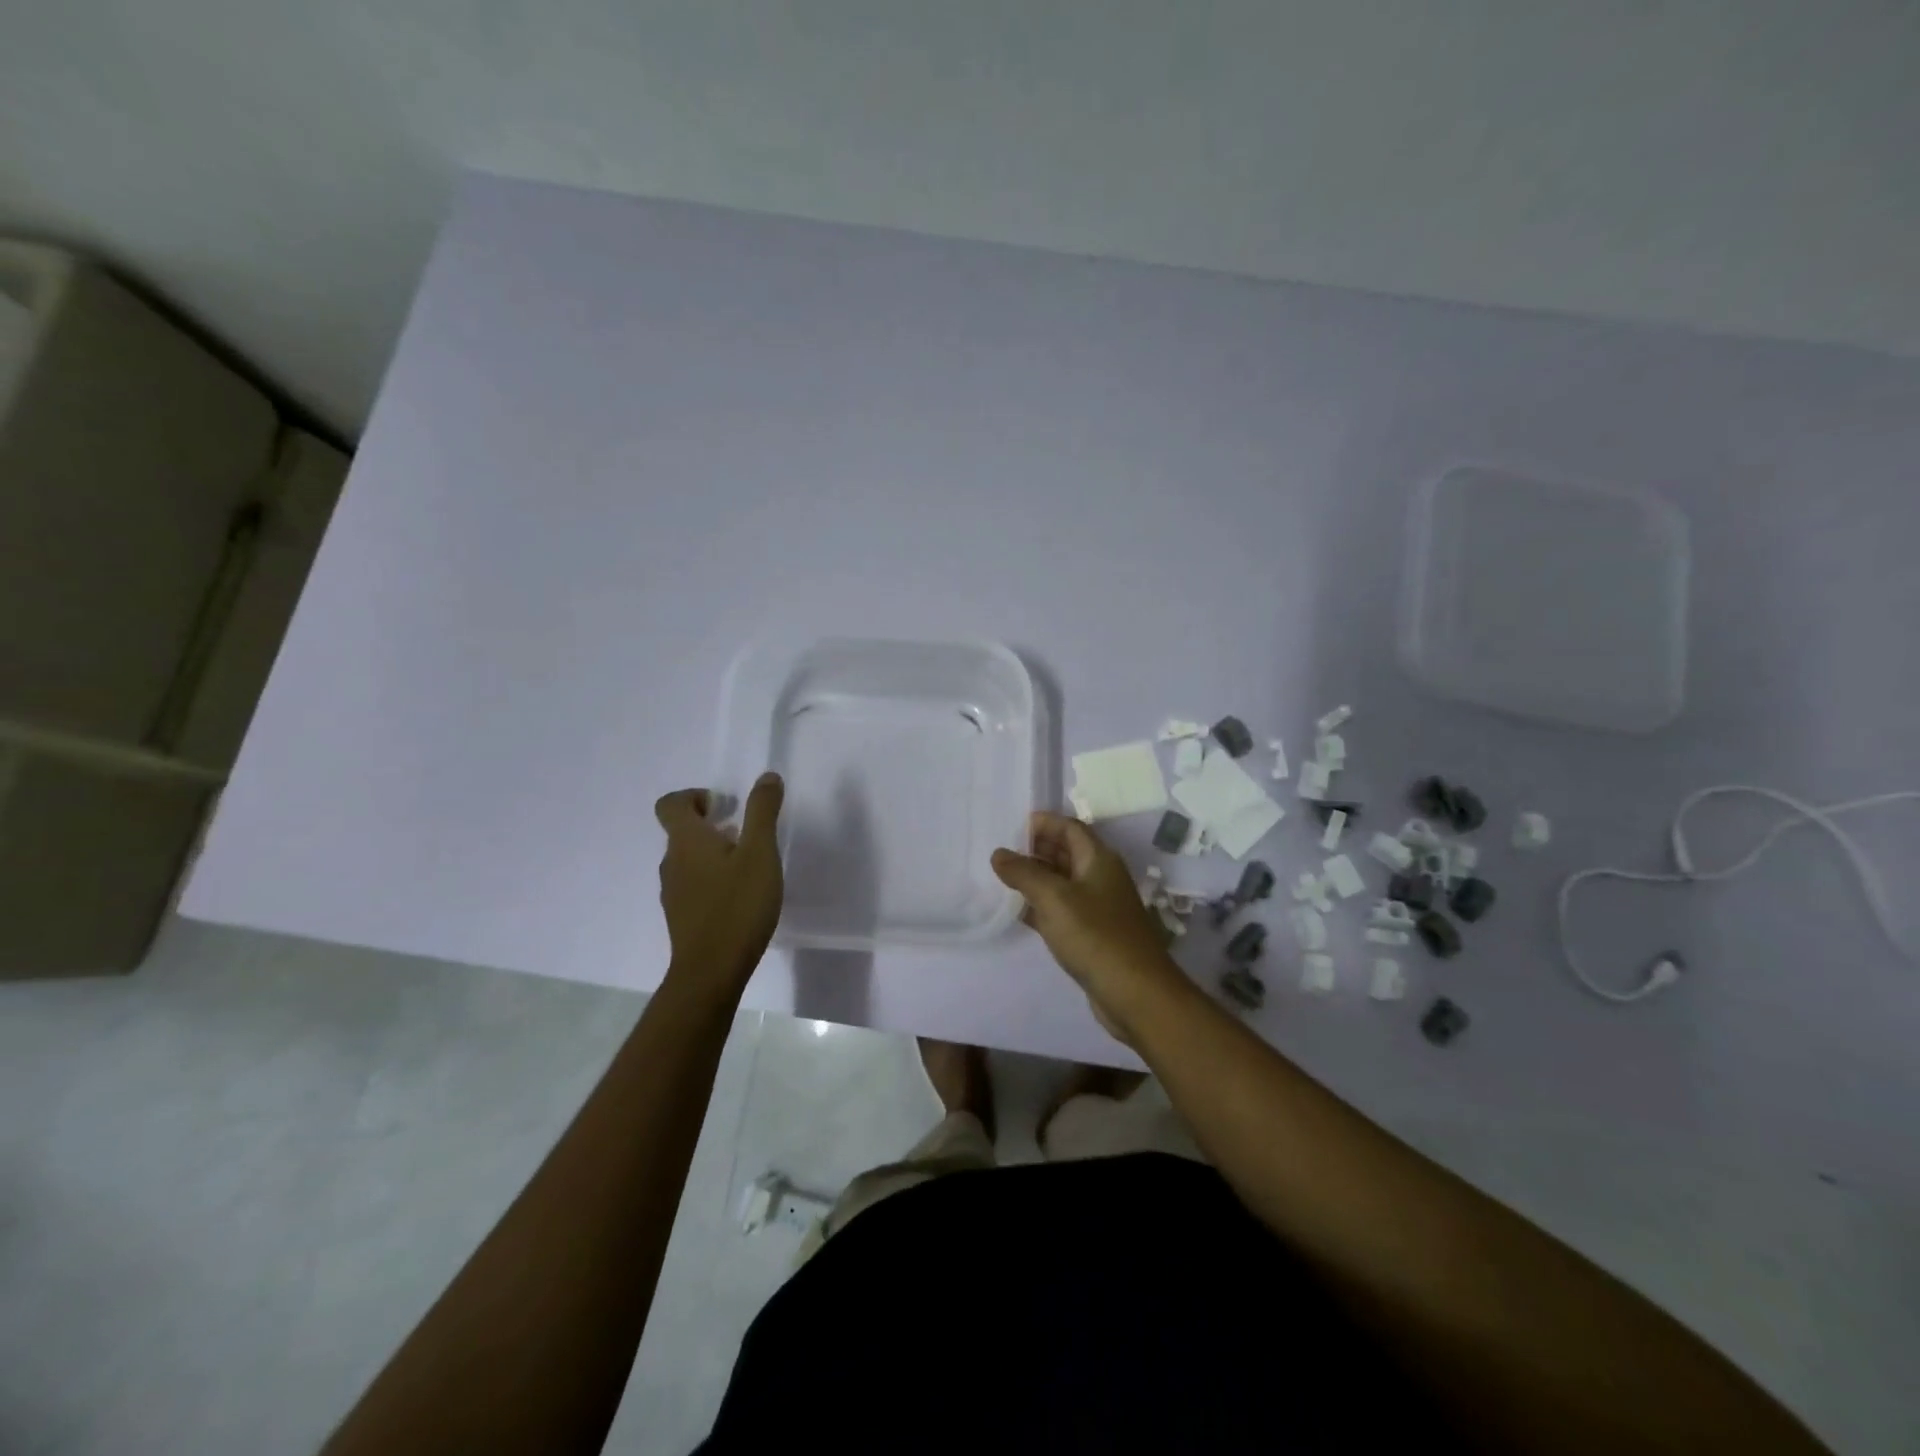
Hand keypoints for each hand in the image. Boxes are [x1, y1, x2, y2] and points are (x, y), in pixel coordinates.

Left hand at [654, 774, 784, 990]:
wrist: (711, 971)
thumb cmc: (737, 906)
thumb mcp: (760, 853)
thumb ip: (763, 812)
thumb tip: (766, 777)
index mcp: (686, 842)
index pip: (670, 804)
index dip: (692, 796)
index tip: (722, 804)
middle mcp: (672, 863)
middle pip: (680, 832)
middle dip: (710, 824)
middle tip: (744, 832)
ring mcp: (673, 893)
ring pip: (688, 860)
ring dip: (712, 852)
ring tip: (747, 864)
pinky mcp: (682, 917)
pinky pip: (692, 885)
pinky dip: (712, 878)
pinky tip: (739, 895)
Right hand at [990, 812, 1184, 1042]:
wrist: (1135, 993)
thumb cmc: (1095, 935)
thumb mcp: (1053, 898)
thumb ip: (1024, 873)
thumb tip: (999, 854)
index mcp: (1099, 859)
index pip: (1070, 828)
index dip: (1044, 823)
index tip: (1012, 827)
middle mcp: (1101, 878)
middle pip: (1068, 852)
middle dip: (1037, 849)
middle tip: (1003, 854)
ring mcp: (1099, 907)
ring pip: (1064, 882)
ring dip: (1037, 878)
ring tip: (1004, 879)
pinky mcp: (1093, 935)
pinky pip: (1063, 910)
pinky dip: (1042, 906)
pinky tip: (1019, 912)